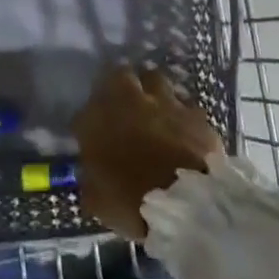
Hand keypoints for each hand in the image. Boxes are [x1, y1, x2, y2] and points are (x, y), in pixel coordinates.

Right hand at [73, 67, 223, 241]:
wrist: (186, 203)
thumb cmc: (131, 203)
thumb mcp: (97, 200)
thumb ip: (91, 177)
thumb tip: (92, 170)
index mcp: (98, 120)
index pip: (84, 109)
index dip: (89, 118)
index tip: (93, 130)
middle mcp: (129, 101)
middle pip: (120, 75)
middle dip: (119, 83)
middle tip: (122, 100)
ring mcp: (165, 102)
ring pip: (154, 77)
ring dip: (151, 87)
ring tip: (153, 103)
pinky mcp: (194, 112)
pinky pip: (184, 102)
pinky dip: (180, 110)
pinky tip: (181, 121)